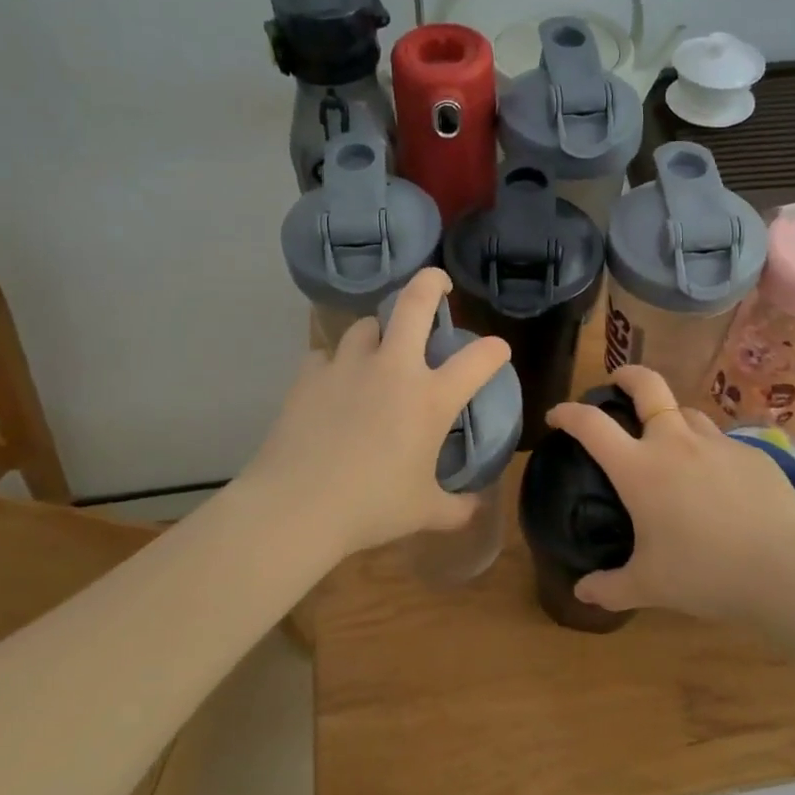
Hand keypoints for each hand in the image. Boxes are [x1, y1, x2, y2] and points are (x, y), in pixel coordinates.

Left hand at [244, 269, 510, 562]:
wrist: (296, 506)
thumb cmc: (371, 508)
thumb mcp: (426, 513)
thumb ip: (458, 508)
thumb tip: (477, 506)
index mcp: (430, 399)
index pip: (478, 359)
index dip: (495, 350)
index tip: (497, 351)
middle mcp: (393, 369)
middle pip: (415, 303)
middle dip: (432, 282)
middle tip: (439, 283)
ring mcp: (347, 366)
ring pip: (367, 325)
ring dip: (380, 330)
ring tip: (381, 347)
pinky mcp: (309, 375)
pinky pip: (327, 354)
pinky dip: (337, 362)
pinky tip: (335, 382)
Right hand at [544, 366, 794, 623]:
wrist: (784, 570)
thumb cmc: (704, 573)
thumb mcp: (649, 586)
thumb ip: (610, 588)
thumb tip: (581, 593)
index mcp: (640, 468)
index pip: (592, 425)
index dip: (568, 413)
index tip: (556, 415)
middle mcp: (675, 443)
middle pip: (648, 386)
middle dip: (627, 375)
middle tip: (617, 383)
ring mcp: (718, 443)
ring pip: (687, 412)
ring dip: (671, 418)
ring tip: (669, 442)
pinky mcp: (753, 454)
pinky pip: (721, 443)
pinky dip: (709, 452)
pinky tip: (717, 482)